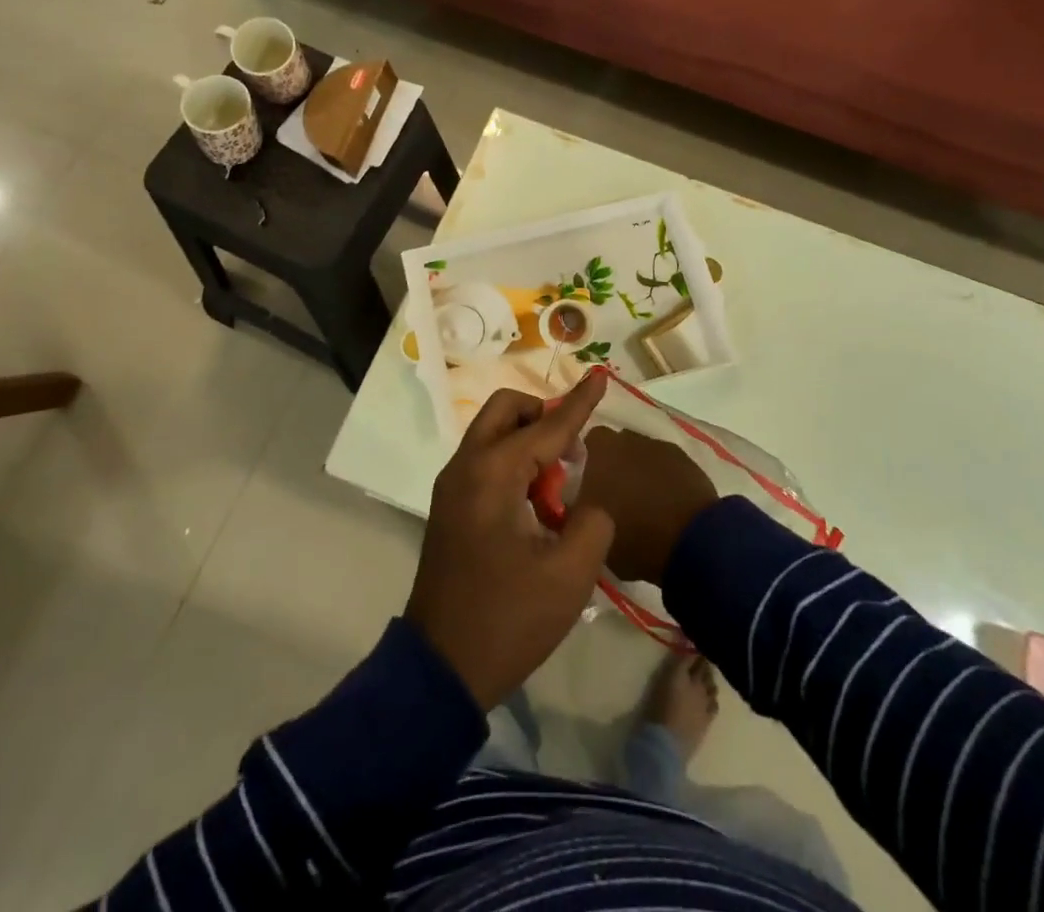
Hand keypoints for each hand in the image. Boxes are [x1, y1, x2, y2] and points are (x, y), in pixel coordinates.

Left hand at [405, 373, 614, 709]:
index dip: (579, 403)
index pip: (546, 426)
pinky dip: (514, 464)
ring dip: (528, 442)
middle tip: (574, 450)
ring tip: (560, 486)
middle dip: (543, 415)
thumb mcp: (569, 576)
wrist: (441, 668)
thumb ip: (592, 522)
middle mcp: (465, 467)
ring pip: (493, 434)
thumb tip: (587, 502)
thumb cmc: (508, 619)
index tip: (601, 376)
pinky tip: (537, 504)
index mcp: (492, 474)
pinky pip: (486, 462)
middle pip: (506, 411)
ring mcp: (452, 486)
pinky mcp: (450, 507)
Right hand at [573, 425, 717, 584]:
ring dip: (641, 471)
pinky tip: (668, 505)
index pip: (589, 441)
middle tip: (614, 494)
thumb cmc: (632, 537)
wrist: (690, 542)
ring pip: (644, 455)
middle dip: (615, 464)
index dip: (588, 459)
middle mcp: (630, 440)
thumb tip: (578, 497)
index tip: (588, 482)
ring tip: (644, 503)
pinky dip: (665, 480)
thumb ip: (580, 504)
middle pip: (618, 446)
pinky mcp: (688, 462)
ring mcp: (662, 448)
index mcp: (602, 451)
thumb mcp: (590, 528)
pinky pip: (668, 466)